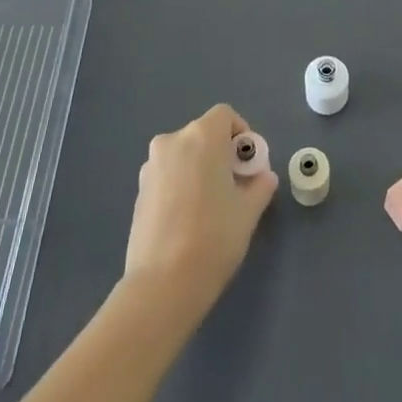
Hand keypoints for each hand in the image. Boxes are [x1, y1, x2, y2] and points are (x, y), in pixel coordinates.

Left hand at [123, 104, 276, 319]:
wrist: (162, 284)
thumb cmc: (213, 237)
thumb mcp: (248, 211)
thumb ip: (260, 185)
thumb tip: (263, 177)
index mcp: (201, 137)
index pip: (224, 116)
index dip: (241, 134)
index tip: (248, 165)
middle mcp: (172, 142)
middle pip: (203, 135)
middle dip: (221, 153)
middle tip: (234, 187)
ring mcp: (150, 167)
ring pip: (183, 156)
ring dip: (199, 169)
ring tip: (210, 207)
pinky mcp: (139, 192)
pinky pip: (168, 176)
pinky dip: (181, 185)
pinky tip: (188, 220)